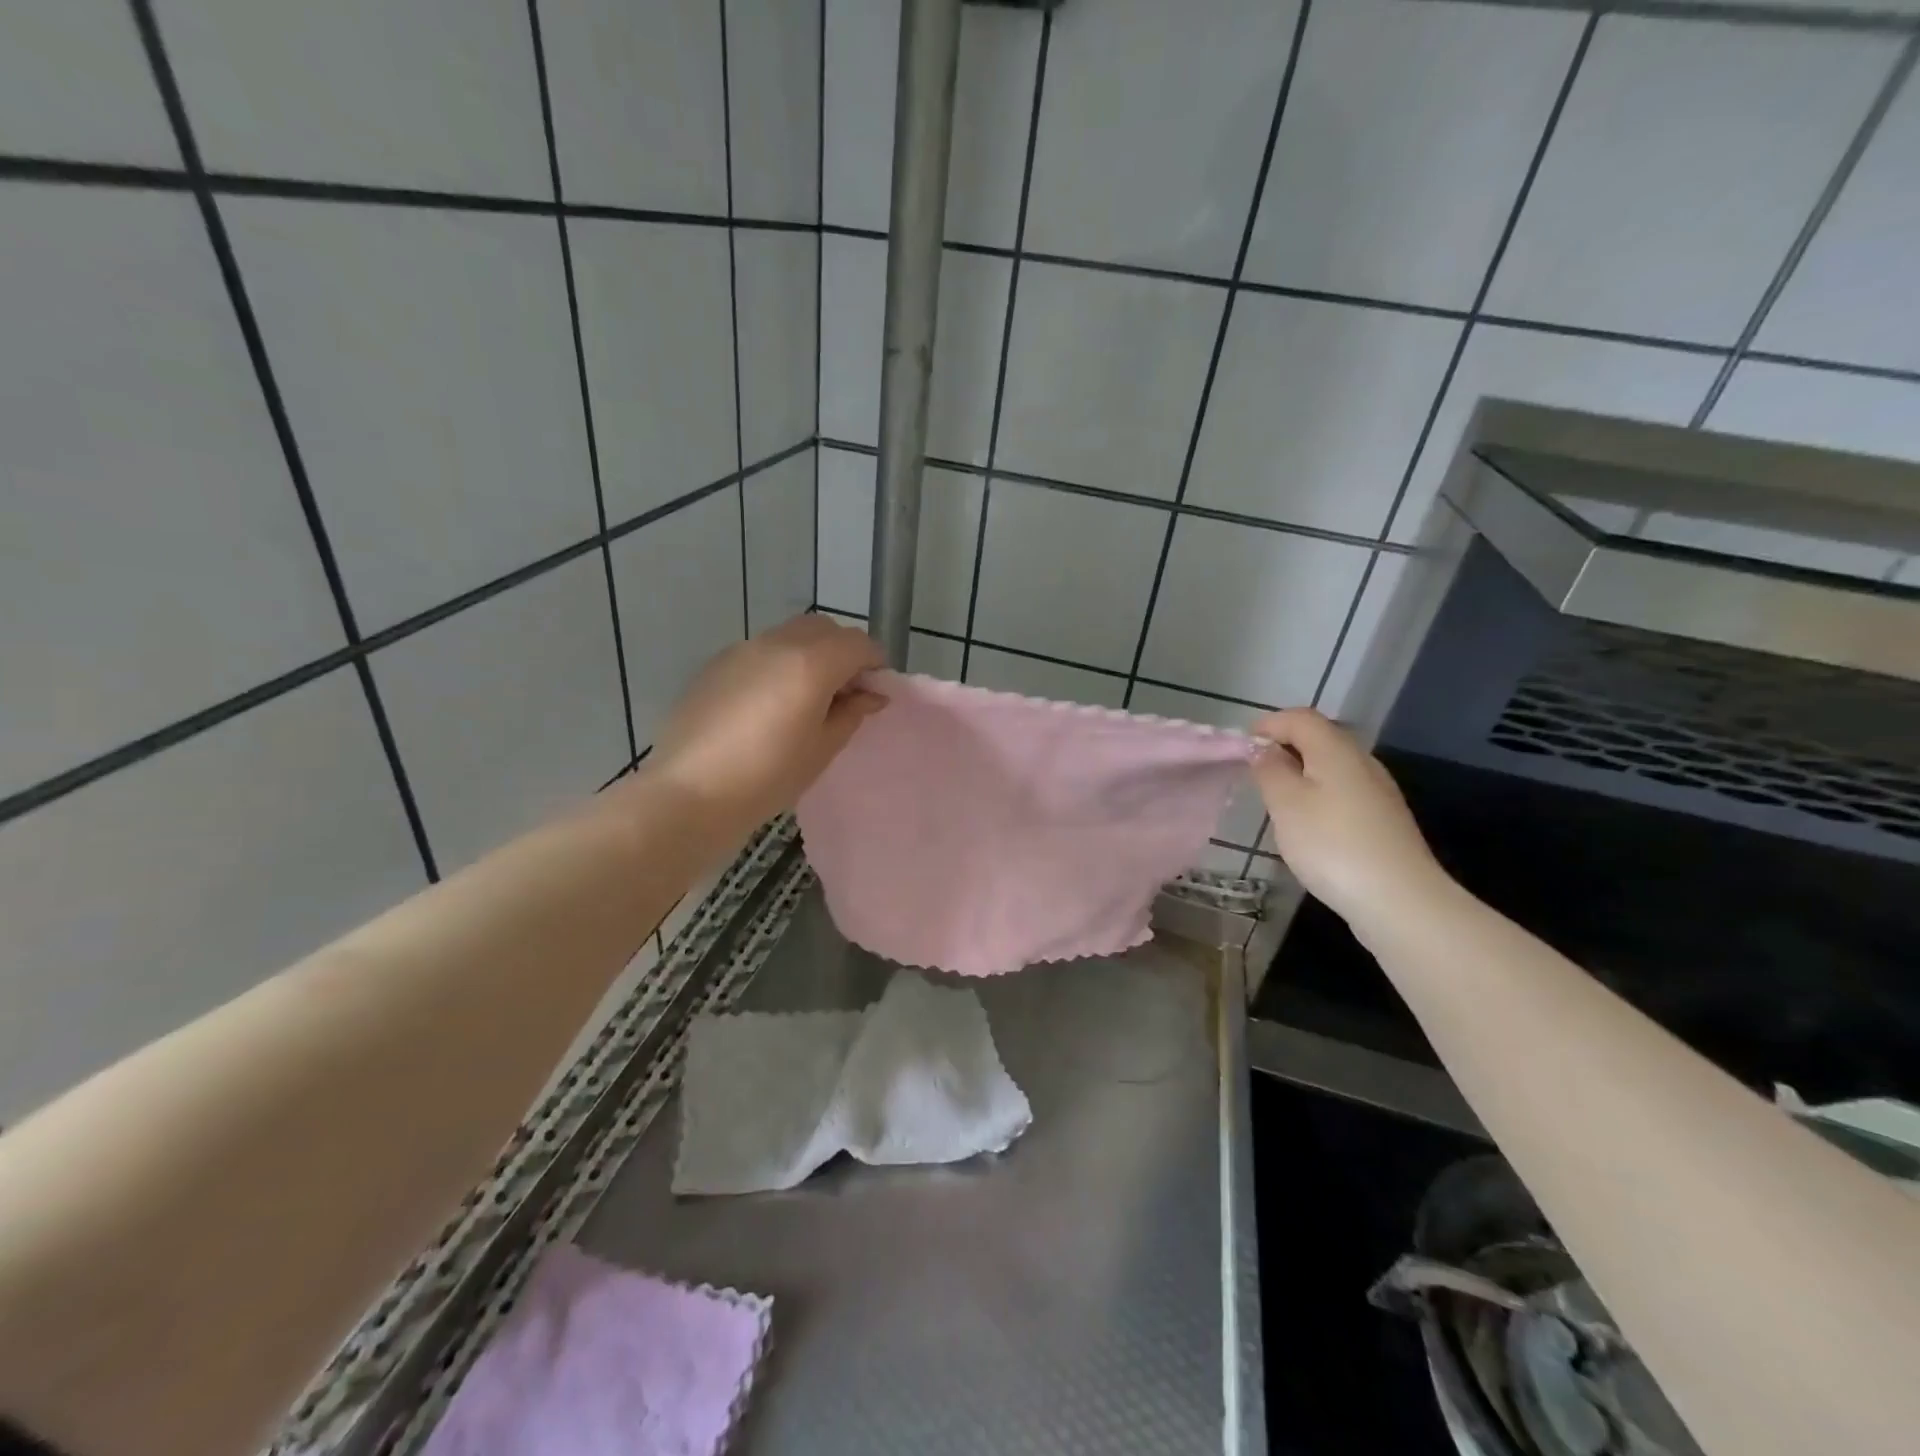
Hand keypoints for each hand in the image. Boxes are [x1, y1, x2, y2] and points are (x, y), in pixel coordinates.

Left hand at [648, 615, 885, 842]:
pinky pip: (760, 651)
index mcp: (810, 664)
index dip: (874, 664)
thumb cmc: (767, 777)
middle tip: (845, 693)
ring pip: (790, 635)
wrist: (688, 793)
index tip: (875, 692)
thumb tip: (870, 694)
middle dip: (843, 651)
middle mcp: (777, 644)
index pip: (858, 643)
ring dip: (810, 655)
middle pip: (824, 628)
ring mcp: (742, 650)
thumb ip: (851, 713)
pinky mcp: (716, 665)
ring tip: (807, 699)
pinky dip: (779, 664)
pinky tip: (769, 705)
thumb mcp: (822, 750)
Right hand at [1250, 709, 1453, 940]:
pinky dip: (1319, 794)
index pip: (1300, 718)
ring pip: (1332, 766)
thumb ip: (1269, 769)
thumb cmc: (1331, 844)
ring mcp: (1378, 791)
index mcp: (1336, 749)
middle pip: (1319, 738)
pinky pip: (1344, 790)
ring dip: (1301, 772)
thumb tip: (1262, 748)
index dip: (1269, 725)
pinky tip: (1309, 824)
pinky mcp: (1384, 819)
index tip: (1242, 748)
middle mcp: (1362, 761)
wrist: (1399, 899)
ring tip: (1277, 800)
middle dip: (1284, 747)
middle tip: (1256, 773)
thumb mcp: (1286, 804)